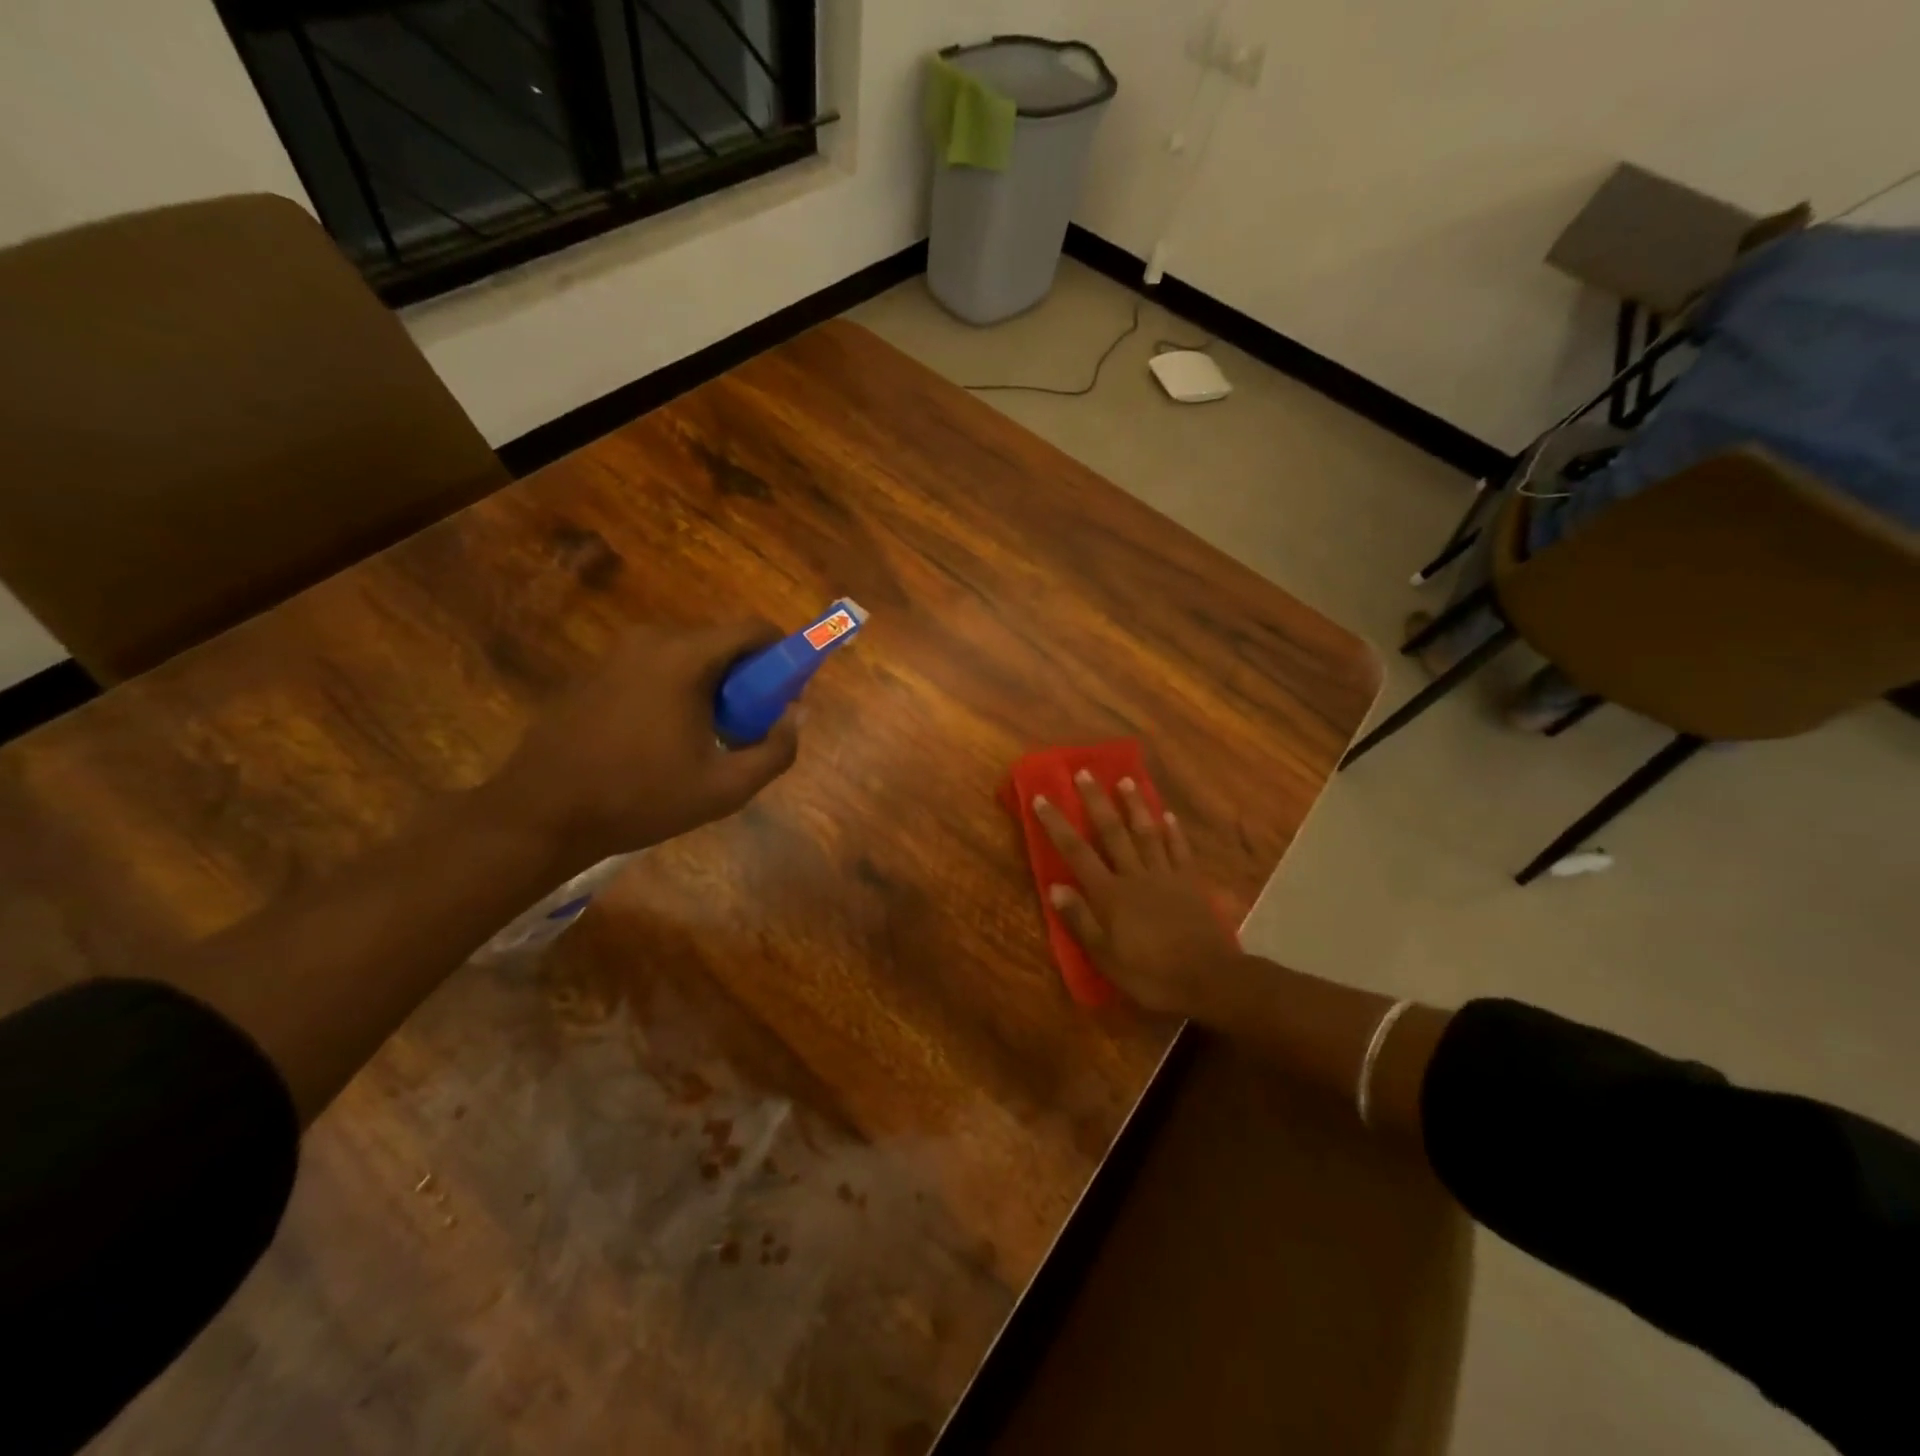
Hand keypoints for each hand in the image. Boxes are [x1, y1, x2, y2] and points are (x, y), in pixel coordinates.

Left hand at [491, 621, 800, 867]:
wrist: (541, 814)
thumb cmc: (640, 798)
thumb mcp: (725, 788)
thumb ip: (776, 751)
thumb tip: (795, 717)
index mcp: (684, 657)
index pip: (753, 629)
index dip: (783, 654)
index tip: (788, 693)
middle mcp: (650, 640)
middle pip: (721, 641)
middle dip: (747, 676)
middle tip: (750, 725)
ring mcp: (616, 653)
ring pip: (687, 655)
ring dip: (711, 685)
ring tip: (707, 737)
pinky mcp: (594, 672)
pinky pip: (654, 667)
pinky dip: (676, 689)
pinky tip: (663, 738)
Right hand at [1033, 772, 1247, 1020]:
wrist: (1208, 978)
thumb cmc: (1150, 973)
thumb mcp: (1106, 956)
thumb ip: (1080, 920)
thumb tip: (1054, 886)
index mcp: (1110, 893)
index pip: (1077, 852)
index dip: (1057, 824)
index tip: (1043, 797)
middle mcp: (1135, 875)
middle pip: (1112, 831)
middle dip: (1096, 801)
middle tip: (1085, 772)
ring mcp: (1165, 876)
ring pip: (1146, 833)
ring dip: (1134, 806)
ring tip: (1126, 781)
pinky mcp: (1190, 883)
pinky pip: (1179, 850)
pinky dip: (1173, 831)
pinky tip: (1168, 816)